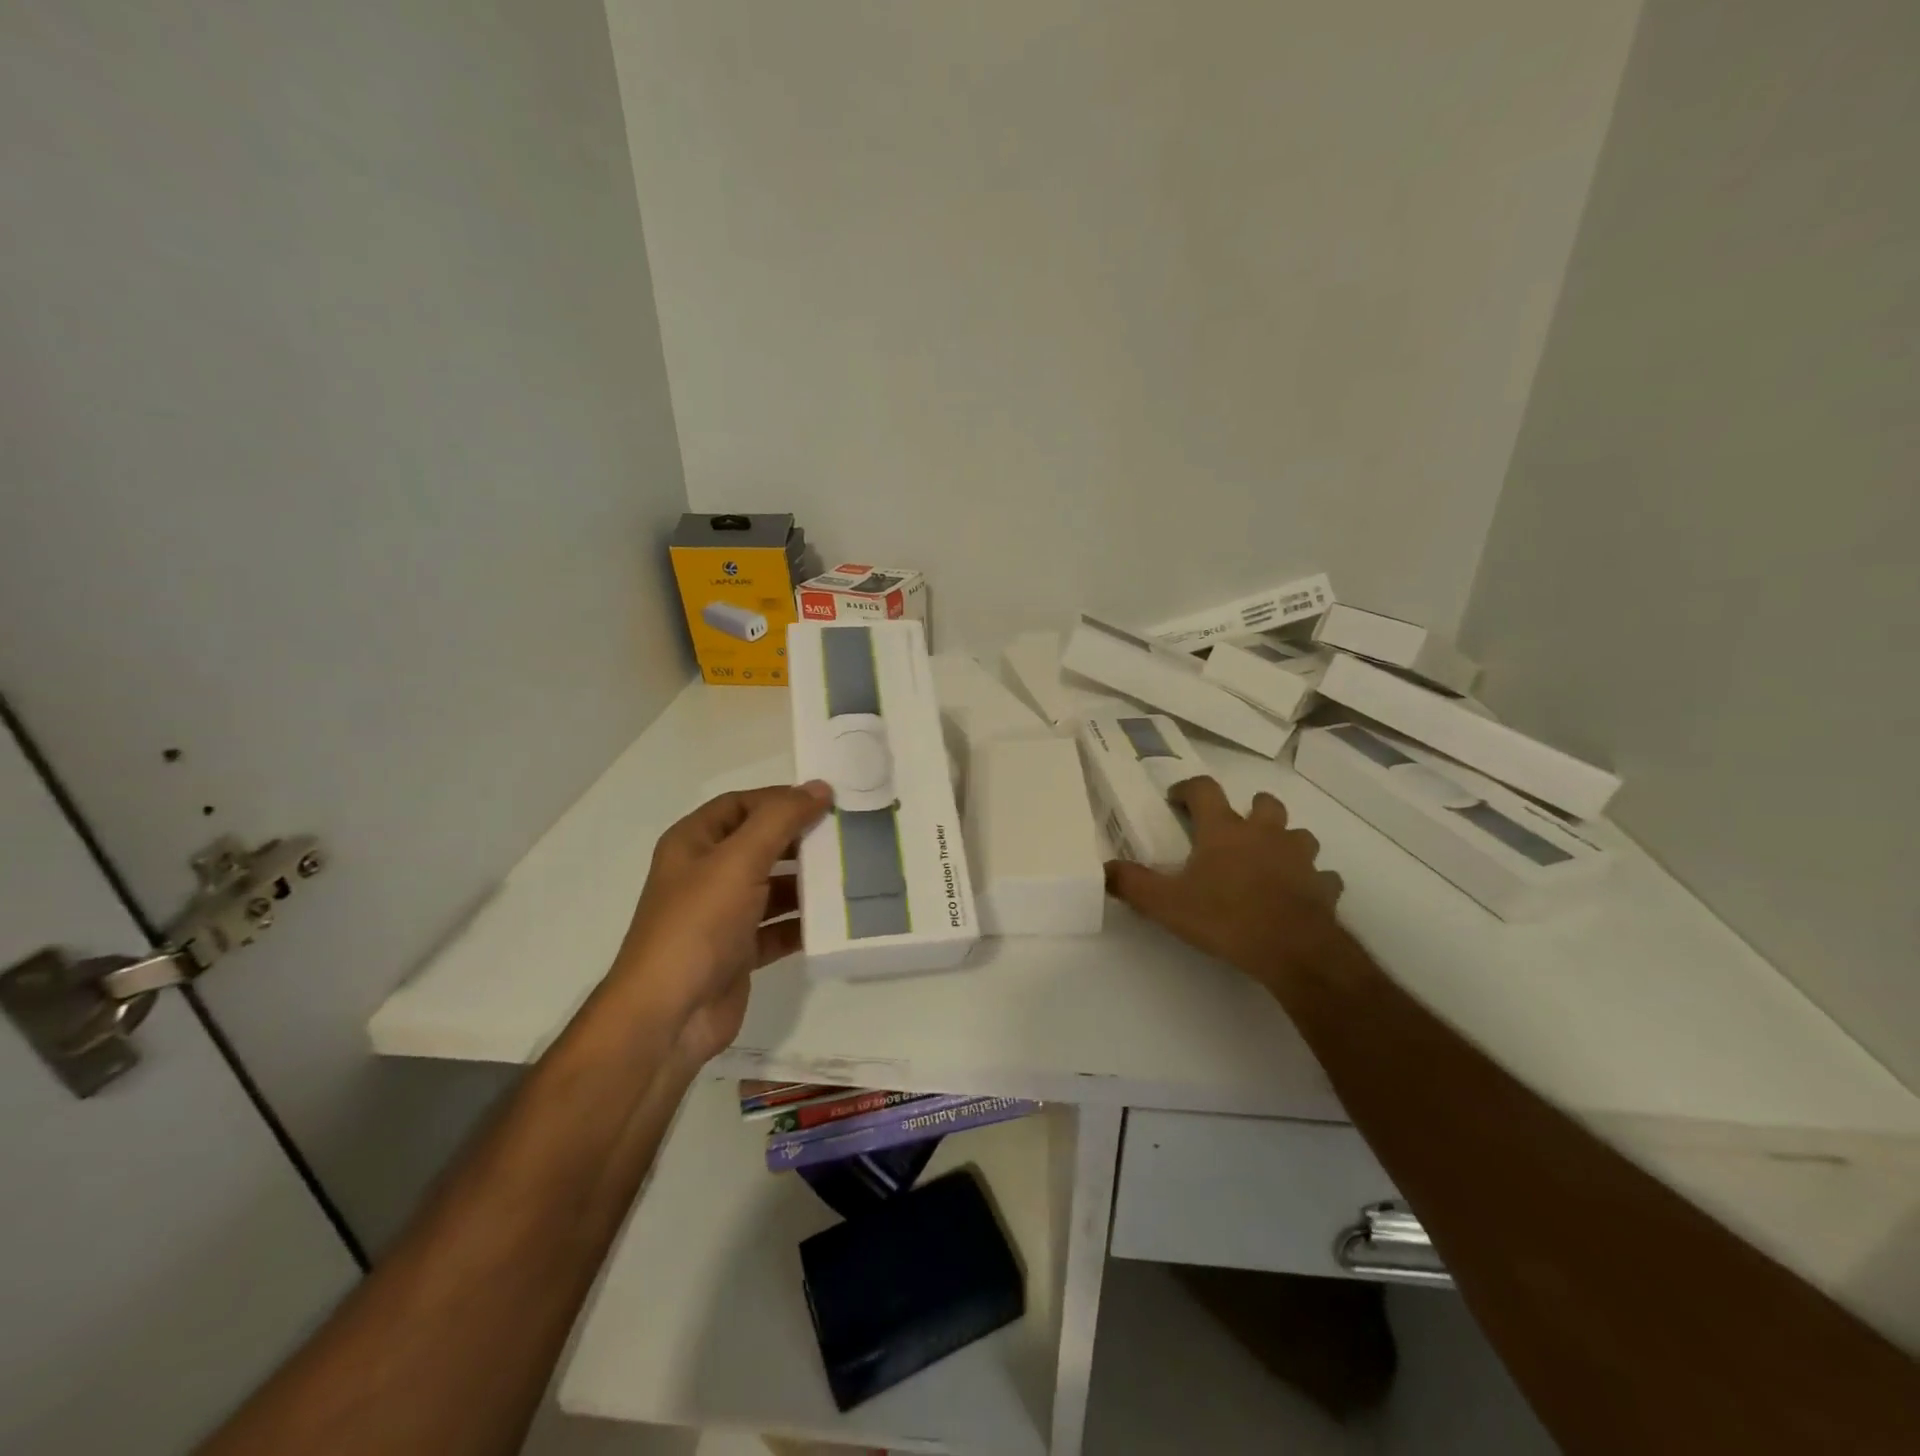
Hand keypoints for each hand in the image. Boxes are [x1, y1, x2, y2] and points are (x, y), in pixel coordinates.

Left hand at [610, 781, 832, 1064]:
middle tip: (846, 836)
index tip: (826, 801)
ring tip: (850, 875)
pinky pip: (777, 928)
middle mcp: (706, 874)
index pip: (741, 804)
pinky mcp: (738, 952)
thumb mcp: (739, 860)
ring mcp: (721, 915)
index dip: (780, 798)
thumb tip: (819, 787)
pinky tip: (835, 920)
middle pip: (760, 844)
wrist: (668, 1016)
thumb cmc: (698, 924)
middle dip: (799, 840)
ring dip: (806, 883)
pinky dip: (802, 924)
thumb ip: (781, 820)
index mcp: (694, 843)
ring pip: (772, 887)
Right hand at [1105, 776, 1347, 994]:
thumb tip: (1103, 870)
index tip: (1177, 798)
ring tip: (1269, 860)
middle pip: (1263, 803)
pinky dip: (1312, 880)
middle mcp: (1265, 834)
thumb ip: (1132, 884)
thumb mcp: (1166, 905)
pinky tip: (1299, 894)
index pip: (1204, 789)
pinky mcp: (1324, 886)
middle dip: (1249, 808)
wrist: (1294, 950)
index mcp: (1224, 830)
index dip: (1189, 788)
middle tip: (1233, 829)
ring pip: (1299, 835)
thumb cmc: (1226, 918)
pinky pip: (1322, 876)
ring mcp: (1300, 858)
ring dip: (1284, 841)